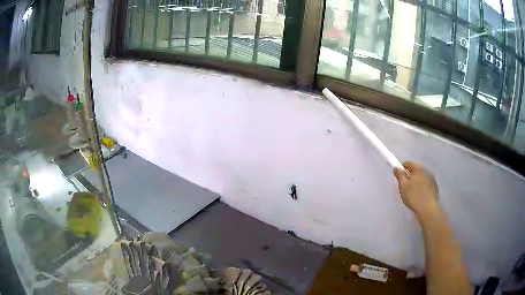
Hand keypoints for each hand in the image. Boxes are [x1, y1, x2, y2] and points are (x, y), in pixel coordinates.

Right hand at [393, 162, 439, 218]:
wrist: (428, 209)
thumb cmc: (414, 196)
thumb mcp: (403, 186)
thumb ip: (399, 175)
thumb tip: (397, 168)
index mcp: (418, 168)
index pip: (408, 163)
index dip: (401, 169)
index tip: (398, 177)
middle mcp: (426, 170)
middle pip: (415, 170)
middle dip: (409, 176)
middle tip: (404, 186)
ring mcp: (432, 179)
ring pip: (421, 177)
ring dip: (416, 182)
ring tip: (412, 193)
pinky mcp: (435, 187)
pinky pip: (426, 184)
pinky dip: (422, 187)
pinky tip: (419, 196)